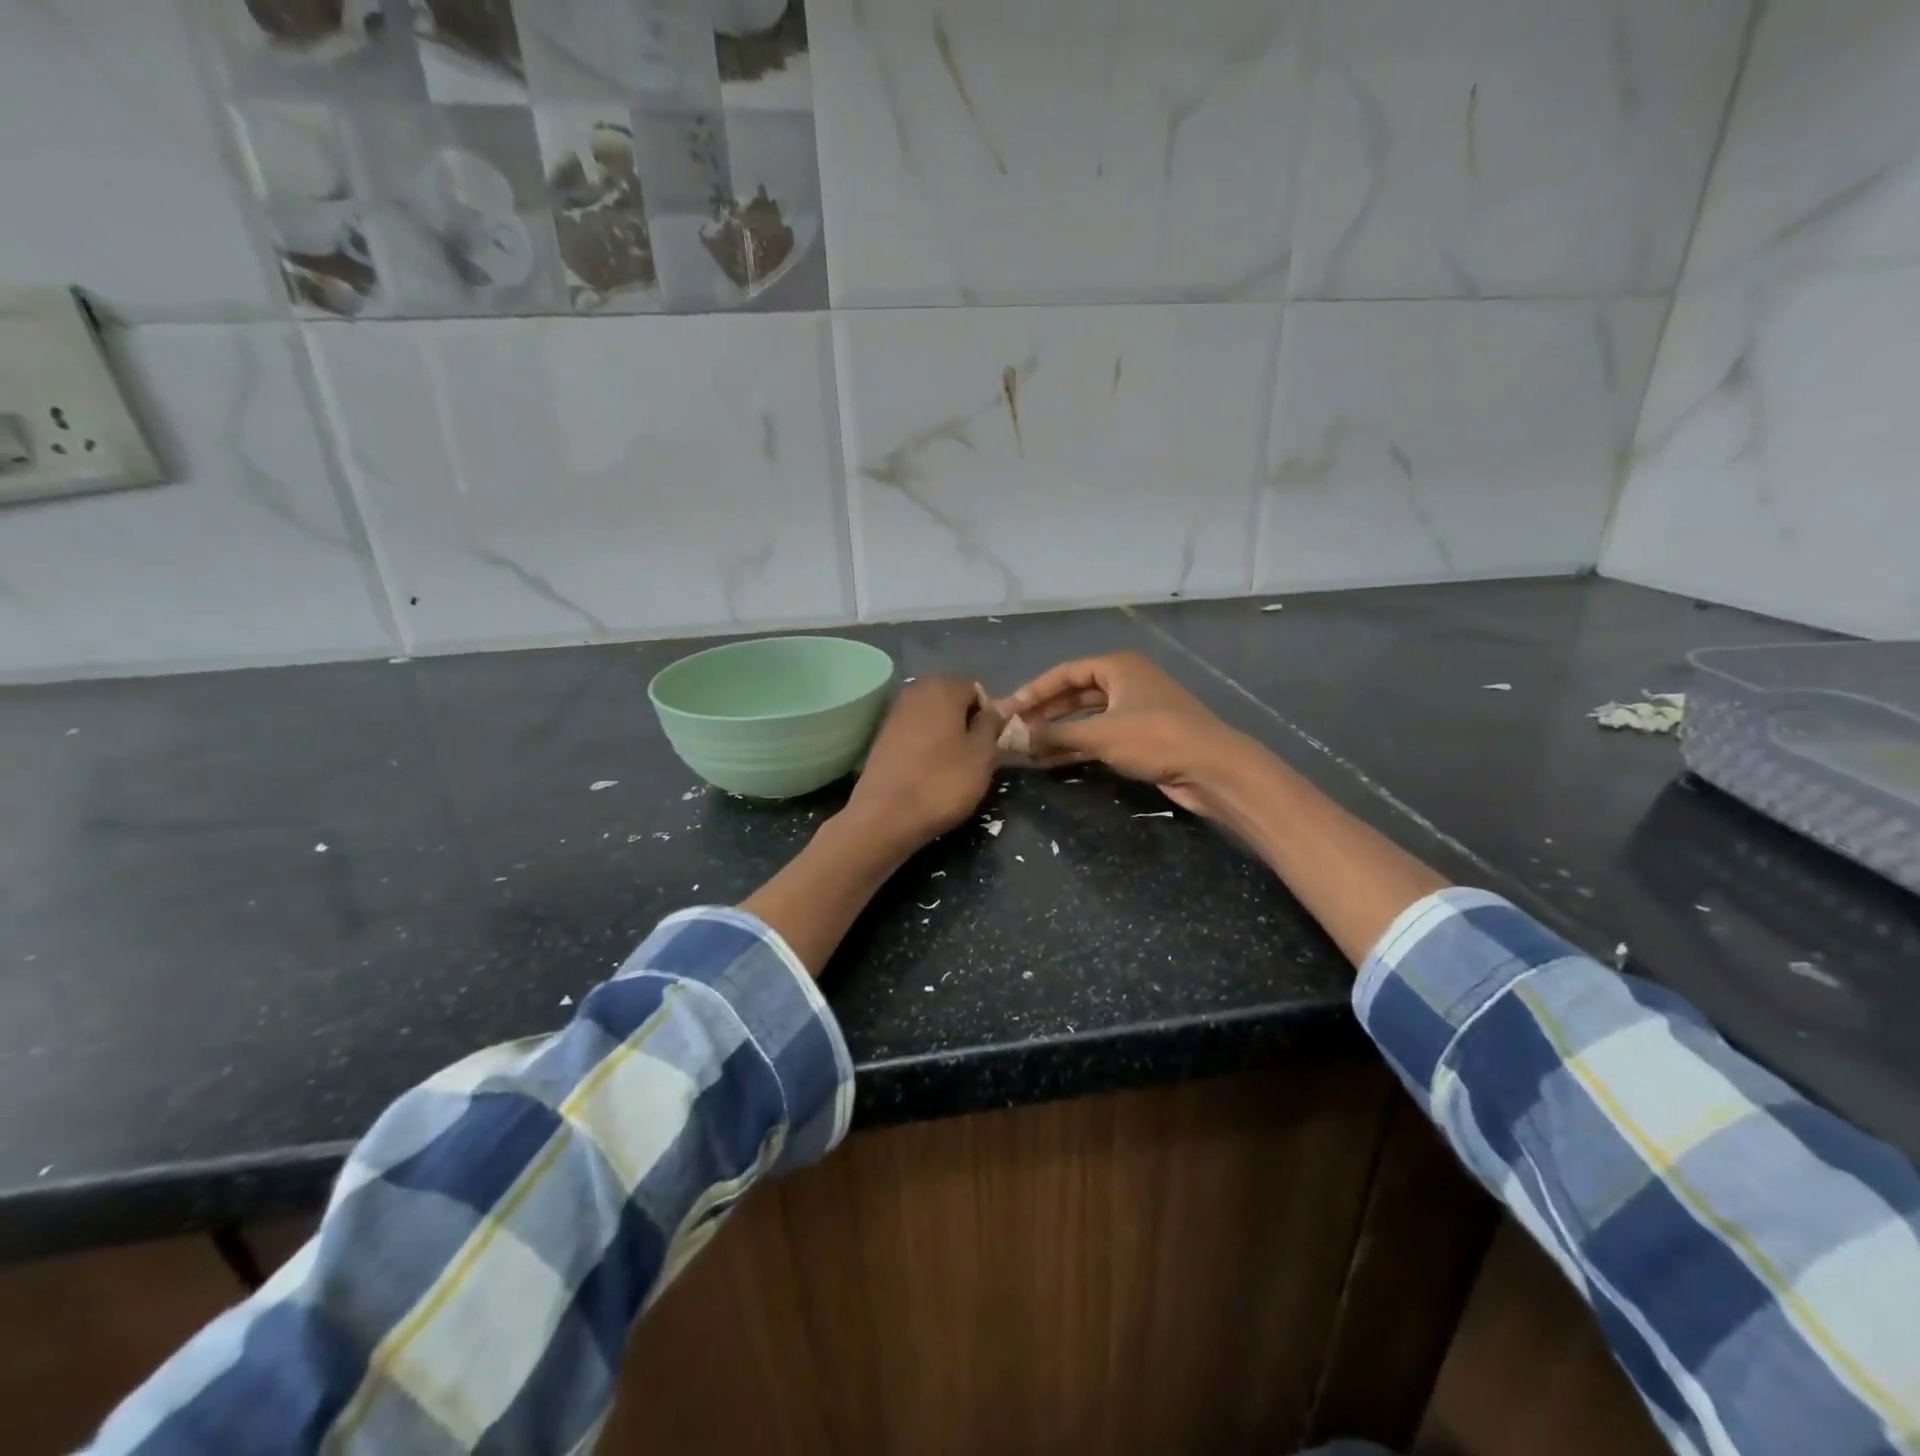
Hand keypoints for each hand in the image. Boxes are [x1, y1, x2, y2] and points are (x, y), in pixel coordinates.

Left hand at [844, 676, 1003, 849]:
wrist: (885, 816)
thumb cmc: (943, 783)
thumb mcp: (982, 755)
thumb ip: (992, 724)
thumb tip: (996, 708)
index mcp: (943, 688)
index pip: (976, 689)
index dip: (988, 715)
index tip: (990, 743)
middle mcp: (916, 691)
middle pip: (952, 699)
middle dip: (965, 721)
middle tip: (974, 754)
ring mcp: (895, 712)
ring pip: (932, 715)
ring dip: (945, 733)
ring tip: (953, 765)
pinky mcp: (882, 735)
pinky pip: (914, 730)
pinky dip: (926, 743)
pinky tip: (929, 769)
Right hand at [996, 652, 1248, 815]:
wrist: (1212, 768)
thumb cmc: (1155, 738)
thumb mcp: (1100, 734)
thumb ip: (1055, 734)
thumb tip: (1016, 739)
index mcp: (1118, 667)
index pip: (1065, 672)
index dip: (1034, 691)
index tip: (1008, 710)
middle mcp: (1126, 682)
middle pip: (1075, 694)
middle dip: (1044, 713)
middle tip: (1013, 730)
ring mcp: (1135, 710)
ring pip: (1086, 717)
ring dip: (1058, 732)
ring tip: (1027, 748)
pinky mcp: (1141, 737)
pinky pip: (1099, 736)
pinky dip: (1076, 746)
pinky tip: (1051, 760)